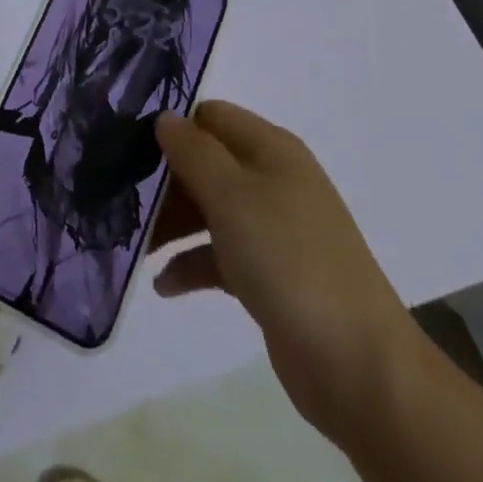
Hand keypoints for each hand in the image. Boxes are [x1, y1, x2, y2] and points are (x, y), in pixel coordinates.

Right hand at [153, 100, 422, 441]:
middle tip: (124, 202)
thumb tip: (165, 118)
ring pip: (209, 209)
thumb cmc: (288, 260)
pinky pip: (220, 255)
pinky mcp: (270, 274)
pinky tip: (164, 285)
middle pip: (206, 163)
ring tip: (135, 247)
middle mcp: (273, 180)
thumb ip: (193, 151)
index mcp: (271, 149)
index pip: (211, 116)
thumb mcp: (231, 195)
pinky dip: (191, 264)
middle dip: (166, 181)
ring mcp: (274, 229)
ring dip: (172, 224)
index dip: (173, 126)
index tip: (129, 149)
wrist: (357, 364)